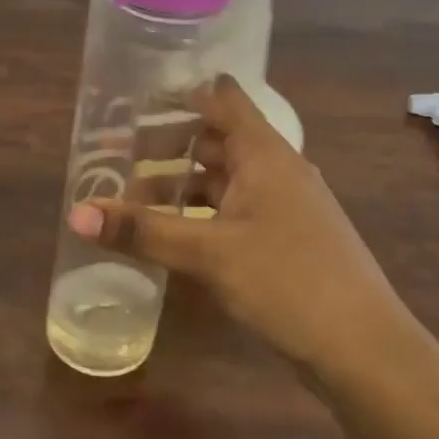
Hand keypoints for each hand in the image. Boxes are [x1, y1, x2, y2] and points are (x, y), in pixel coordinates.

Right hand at [68, 76, 409, 375]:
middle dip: (168, 144)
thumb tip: (76, 213)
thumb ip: (142, 231)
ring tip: (134, 197)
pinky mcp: (285, 239)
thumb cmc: (286, 280)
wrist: (363, 347)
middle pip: (217, 139)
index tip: (134, 96)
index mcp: (264, 153)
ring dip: (182, 184)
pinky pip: (234, 210)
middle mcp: (276, 169)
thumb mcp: (207, 252)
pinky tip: (174, 234)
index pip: (222, 97)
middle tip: (117, 154)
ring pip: (224, 179)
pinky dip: (201, 213)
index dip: (180, 91)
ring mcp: (284, 206)